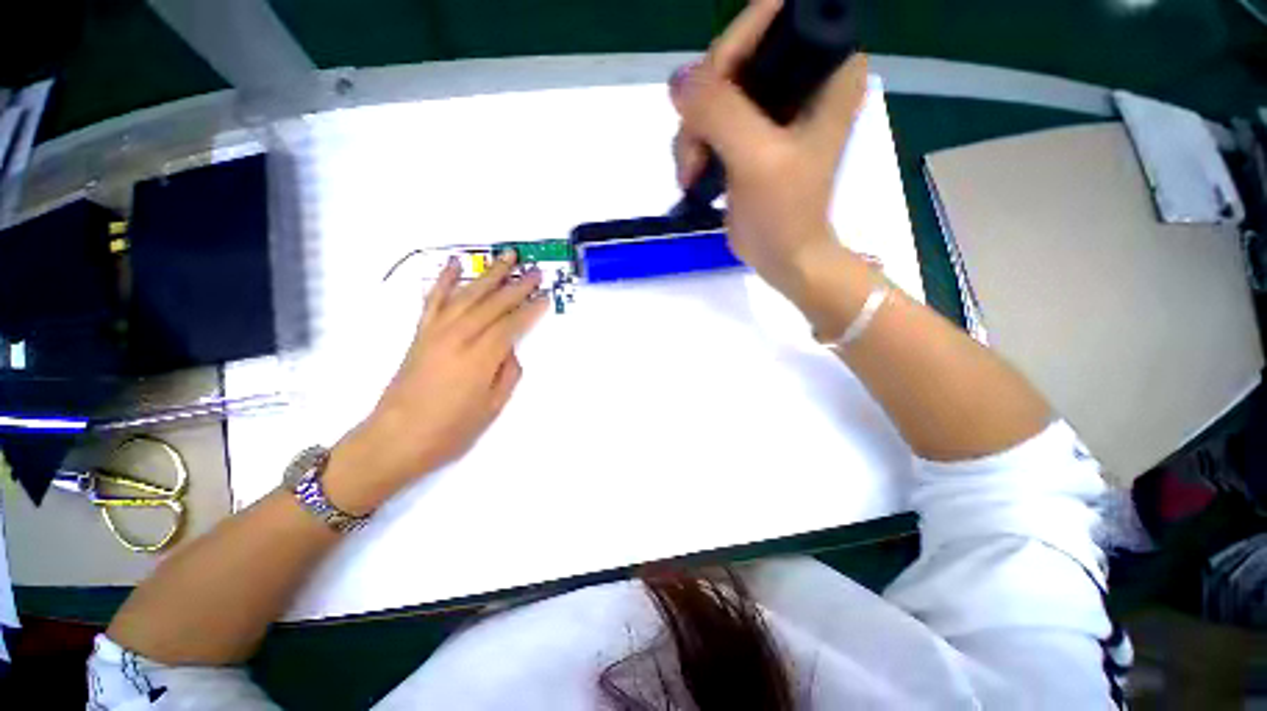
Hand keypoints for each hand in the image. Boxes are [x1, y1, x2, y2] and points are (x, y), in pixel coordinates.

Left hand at [325, 251, 547, 513]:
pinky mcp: (420, 334)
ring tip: (507, 257)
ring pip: (468, 295)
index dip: (531, 309)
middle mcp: (459, 338)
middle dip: (517, 286)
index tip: (546, 295)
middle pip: (493, 304)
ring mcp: (436, 332)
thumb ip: (507, 374)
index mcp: (480, 358)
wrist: (394, 439)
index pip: (512, 325)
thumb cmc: (449, 431)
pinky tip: (454, 264)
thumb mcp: (491, 408)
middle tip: (535, 271)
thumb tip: (510, 349)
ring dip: (489, 274)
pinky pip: (433, 300)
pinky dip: (444, 280)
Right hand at [670, 0, 868, 303]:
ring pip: (711, 91)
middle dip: (704, 104)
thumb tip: (677, 80)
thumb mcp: (757, 159)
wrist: (782, 256)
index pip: (770, 18)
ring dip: (691, 133)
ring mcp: (771, 105)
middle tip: (695, 150)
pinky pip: (707, 118)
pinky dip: (692, 145)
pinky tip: (693, 175)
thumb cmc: (784, 213)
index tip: (709, 99)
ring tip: (692, 173)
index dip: (731, 51)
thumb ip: (720, 111)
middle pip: (733, 56)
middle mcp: (801, 74)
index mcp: (827, 66)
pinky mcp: (748, 132)